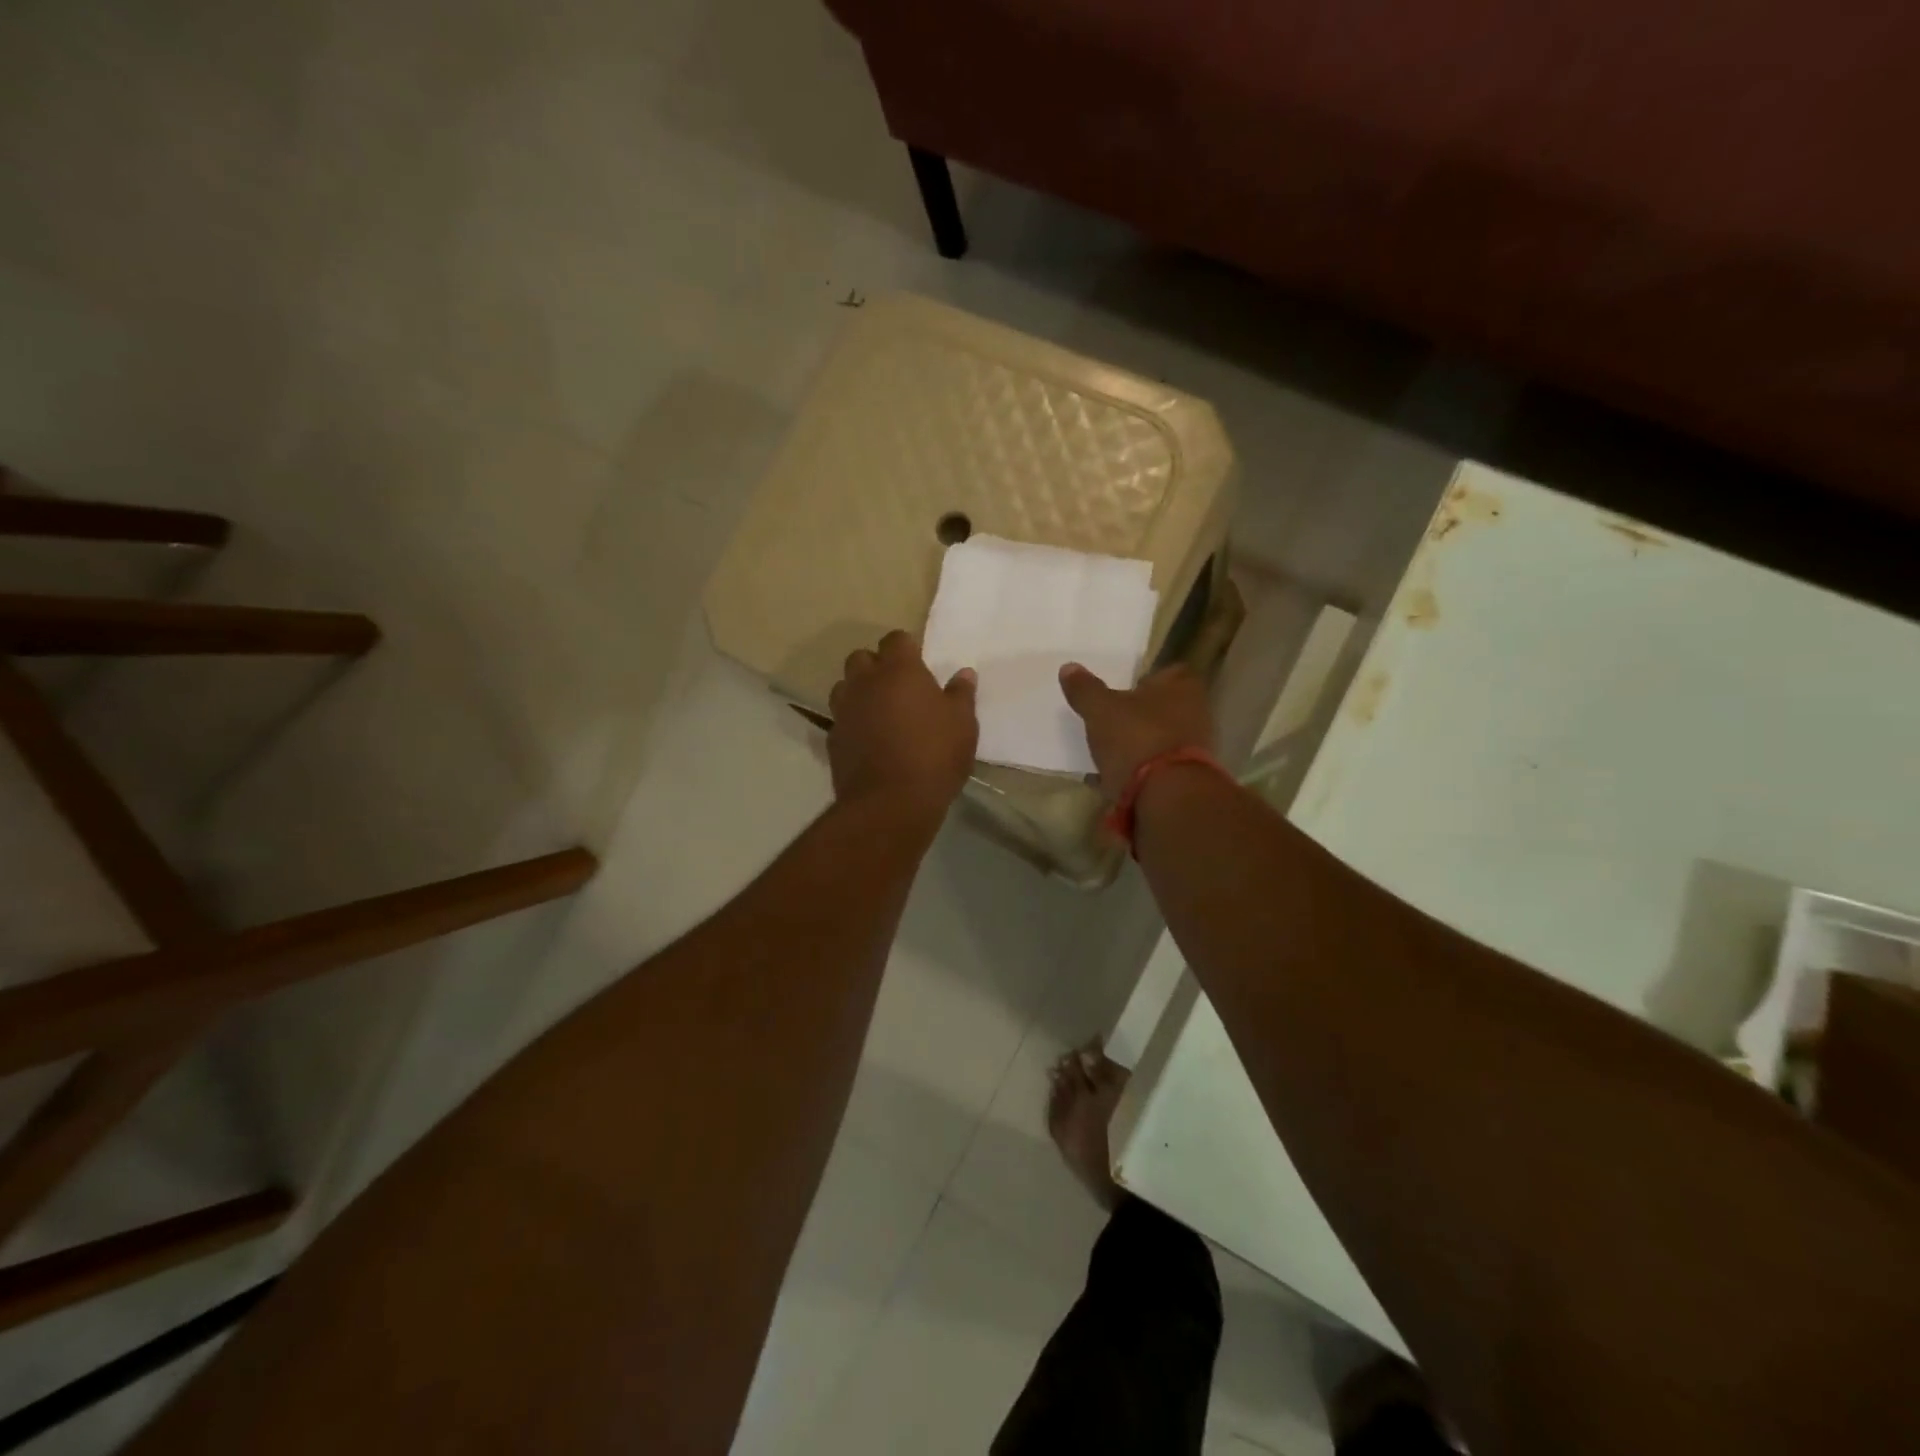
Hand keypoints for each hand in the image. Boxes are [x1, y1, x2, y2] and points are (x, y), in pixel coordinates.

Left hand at [827, 631, 978, 816]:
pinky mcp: (832, 739)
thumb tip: (964, 673)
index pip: (896, 639)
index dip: (906, 649)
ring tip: (879, 711)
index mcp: (899, 670)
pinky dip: (852, 723)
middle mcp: (865, 683)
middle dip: (876, 666)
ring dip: (858, 692)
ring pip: (844, 687)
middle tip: (897, 687)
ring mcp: (844, 710)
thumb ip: (961, 694)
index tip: (919, 665)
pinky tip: (868, 740)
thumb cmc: (934, 755)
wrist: (890, 802)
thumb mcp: (962, 724)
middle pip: (861, 658)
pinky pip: (840, 720)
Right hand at [1059, 662, 1214, 795]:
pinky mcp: (1187, 777)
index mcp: (1182, 686)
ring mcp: (1195, 748)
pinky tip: (1116, 777)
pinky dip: (1141, 769)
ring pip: (1162, 737)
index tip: (1125, 688)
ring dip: (1140, 743)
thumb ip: (1085, 689)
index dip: (1147, 678)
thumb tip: (1069, 667)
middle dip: (1142, 713)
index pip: (1169, 672)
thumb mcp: (1100, 709)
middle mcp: (1196, 713)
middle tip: (1112, 718)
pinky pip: (1159, 767)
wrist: (1167, 794)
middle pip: (1166, 707)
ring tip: (1110, 750)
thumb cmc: (1137, 737)